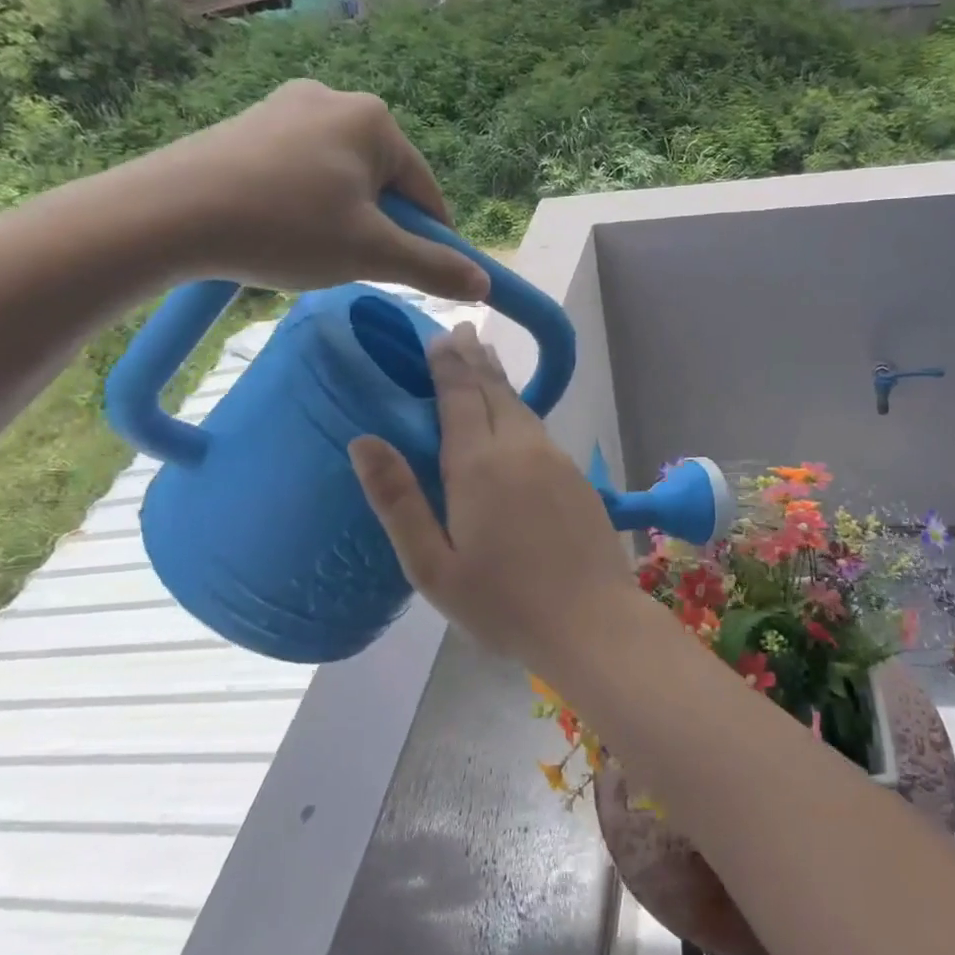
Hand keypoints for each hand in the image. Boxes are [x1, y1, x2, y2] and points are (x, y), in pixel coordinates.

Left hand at [113, 79, 488, 301]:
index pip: (427, 192)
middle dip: (382, 227)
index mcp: (374, 121)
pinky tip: (284, 230)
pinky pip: (305, 172)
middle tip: (356, 265)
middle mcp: (334, 99)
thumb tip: (484, 282)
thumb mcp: (372, 253)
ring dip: (346, 219)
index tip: (420, 277)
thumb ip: (434, 267)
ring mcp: (287, 107)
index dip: (431, 240)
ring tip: (314, 252)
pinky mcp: (251, 125)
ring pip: (345, 179)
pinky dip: (308, 205)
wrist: (166, 214)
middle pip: (385, 183)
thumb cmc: (286, 227)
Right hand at [348, 323, 637, 670]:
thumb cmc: (502, 603)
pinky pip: (541, 431)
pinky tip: (517, 418)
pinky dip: (521, 411)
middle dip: (475, 360)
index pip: (460, 396)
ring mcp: (556, 461)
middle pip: (495, 392)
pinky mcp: (579, 479)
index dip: (447, 363)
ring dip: (500, 382)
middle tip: (461, 332)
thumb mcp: (432, 565)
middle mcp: (521, 449)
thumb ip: (398, 500)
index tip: (438, 334)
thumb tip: (362, 440)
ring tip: (485, 360)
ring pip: (522, 408)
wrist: (592, 622)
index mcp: (479, 464)